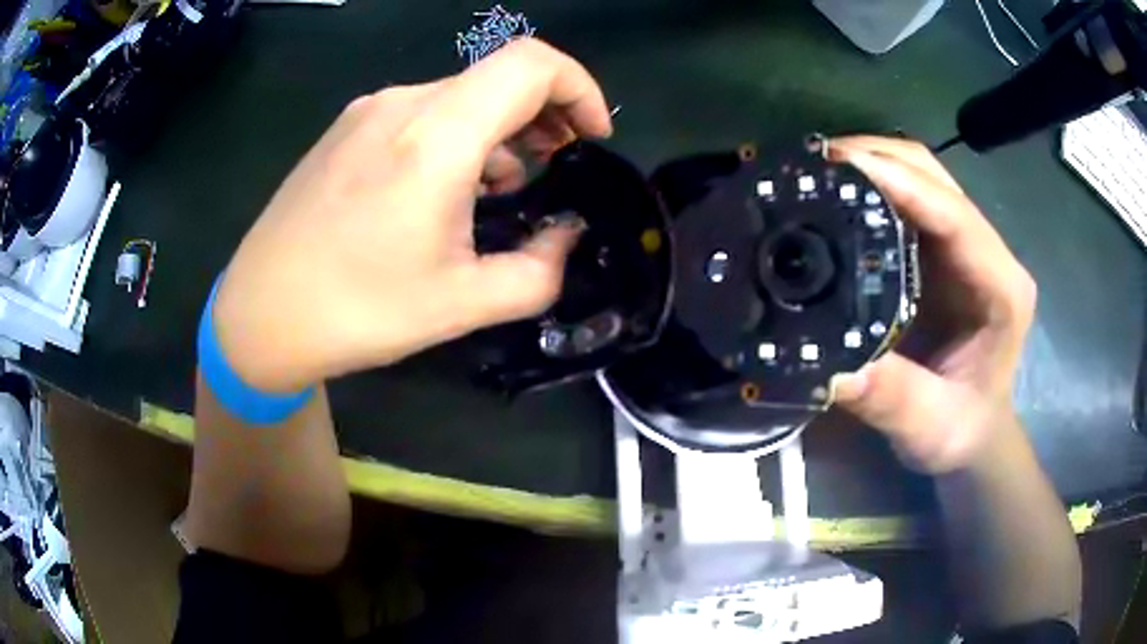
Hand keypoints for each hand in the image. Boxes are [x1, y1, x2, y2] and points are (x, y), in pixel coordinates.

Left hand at [212, 39, 611, 391]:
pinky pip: (421, 111)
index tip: (592, 137)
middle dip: (547, 112)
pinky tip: (448, 183)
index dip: (580, 89)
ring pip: (461, 94)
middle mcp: (402, 103)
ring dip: (501, 127)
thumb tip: (565, 236)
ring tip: (507, 183)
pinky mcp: (347, 128)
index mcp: (435, 136)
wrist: (259, 314)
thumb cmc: (356, 312)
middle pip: (499, 75)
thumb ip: (537, 271)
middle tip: (559, 163)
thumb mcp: (462, 304)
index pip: (533, 65)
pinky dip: (458, 134)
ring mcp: (368, 111)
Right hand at [828, 137, 1036, 473]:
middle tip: (815, 164)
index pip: (953, 214)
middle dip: (876, 157)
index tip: (838, 164)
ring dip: (871, 165)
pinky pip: (907, 201)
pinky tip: (838, 197)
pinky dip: (871, 187)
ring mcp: (966, 248)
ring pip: (920, 176)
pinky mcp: (942, 253)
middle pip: (934, 175)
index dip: (899, 181)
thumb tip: (832, 367)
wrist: (976, 436)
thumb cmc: (964, 432)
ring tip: (818, 173)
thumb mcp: (931, 427)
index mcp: (1000, 288)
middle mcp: (988, 253)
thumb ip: (892, 398)